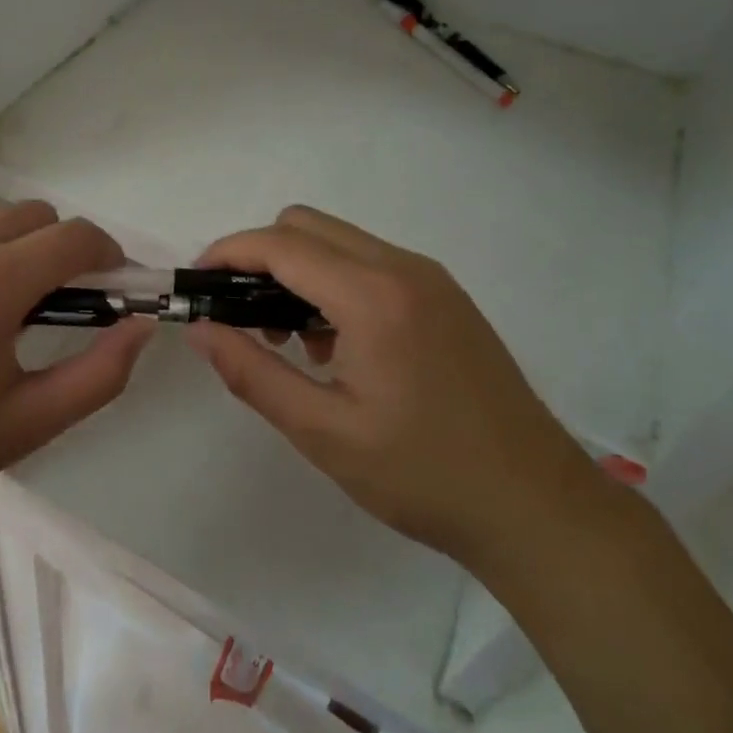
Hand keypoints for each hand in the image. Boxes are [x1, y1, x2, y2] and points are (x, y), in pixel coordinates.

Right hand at [186, 206, 602, 576]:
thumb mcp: (323, 432)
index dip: (228, 254)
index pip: (280, 244)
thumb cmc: (423, 475)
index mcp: (373, 295)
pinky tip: (337, 347)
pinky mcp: (445, 297)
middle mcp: (403, 267)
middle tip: (241, 319)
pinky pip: (370, 264)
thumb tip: (199, 329)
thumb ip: (251, 373)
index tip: (196, 284)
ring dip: (298, 271)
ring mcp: (430, 278)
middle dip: (260, 258)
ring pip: (338, 241)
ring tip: (290, 343)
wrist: (536, 507)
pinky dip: (334, 283)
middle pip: (306, 225)